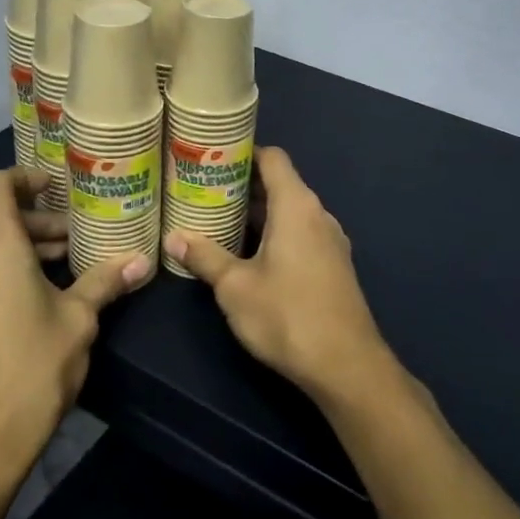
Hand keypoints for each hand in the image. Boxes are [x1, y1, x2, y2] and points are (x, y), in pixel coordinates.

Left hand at [0, 169, 148, 476]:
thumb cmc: (32, 368)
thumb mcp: (78, 321)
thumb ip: (105, 282)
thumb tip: (141, 260)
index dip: (26, 177)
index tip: (56, 187)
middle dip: (40, 224)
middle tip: (77, 241)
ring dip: (26, 251)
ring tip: (67, 270)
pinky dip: (8, 273)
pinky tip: (40, 300)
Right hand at [164, 147, 395, 403]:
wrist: (346, 366)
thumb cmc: (287, 315)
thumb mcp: (235, 287)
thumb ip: (204, 257)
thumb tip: (173, 237)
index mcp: (296, 206)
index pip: (272, 158)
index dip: (243, 152)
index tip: (212, 157)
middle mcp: (318, 214)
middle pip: (280, 183)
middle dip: (243, 184)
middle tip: (204, 190)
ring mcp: (330, 241)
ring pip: (290, 211)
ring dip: (258, 212)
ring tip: (219, 219)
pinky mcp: (334, 266)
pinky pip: (300, 233)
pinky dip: (275, 232)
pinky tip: (249, 253)